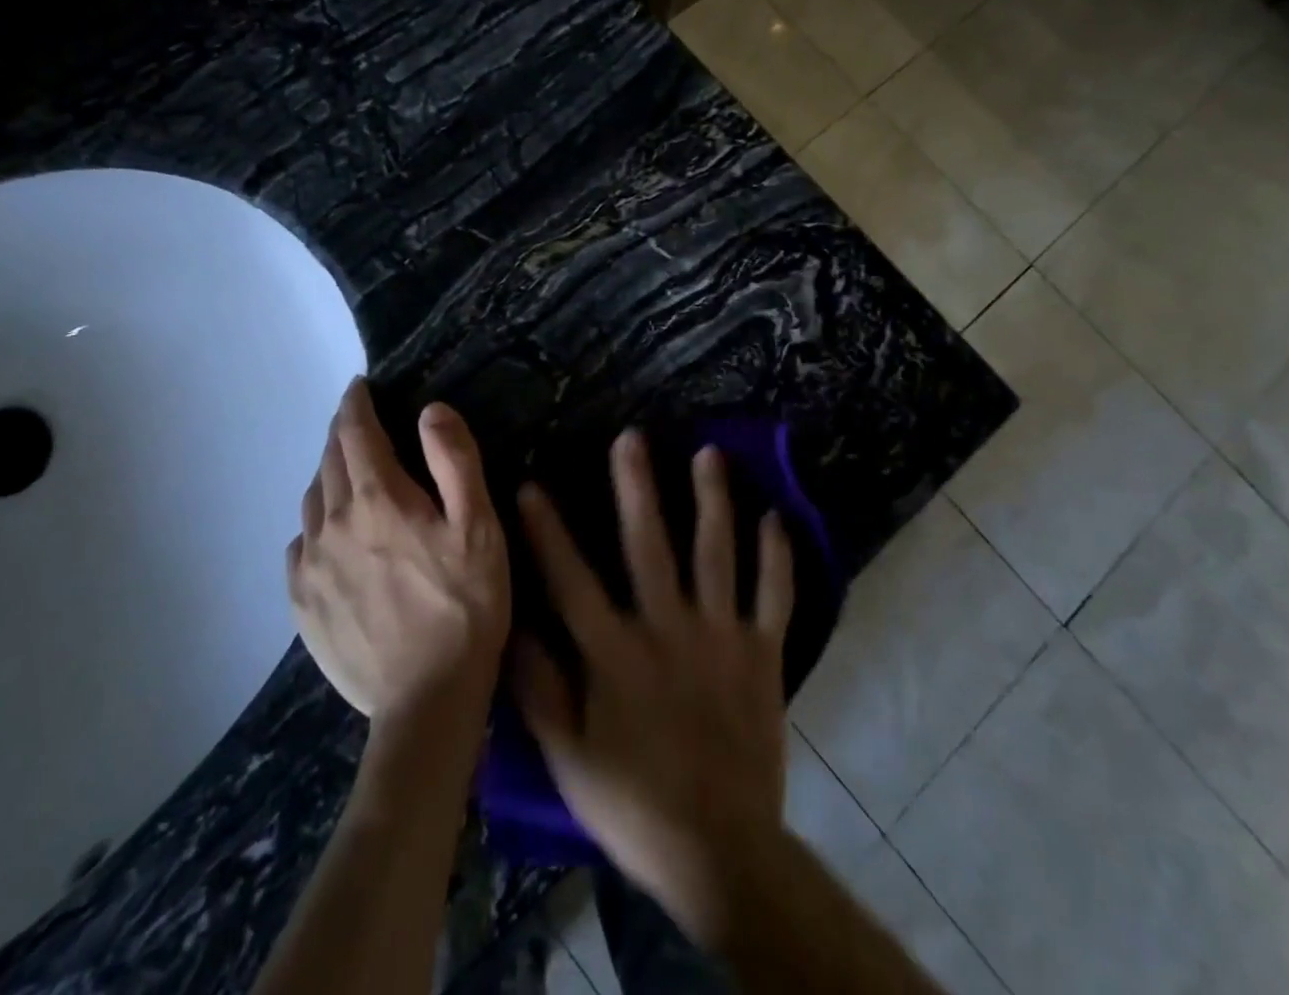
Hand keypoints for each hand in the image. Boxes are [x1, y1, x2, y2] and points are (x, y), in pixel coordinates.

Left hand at [287, 379, 509, 725]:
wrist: (426, 702)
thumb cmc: (465, 605)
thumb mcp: (480, 527)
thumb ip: (455, 461)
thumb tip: (430, 410)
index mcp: (378, 498)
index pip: (354, 432)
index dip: (356, 403)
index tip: (359, 387)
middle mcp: (332, 523)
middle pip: (329, 461)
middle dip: (343, 434)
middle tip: (360, 425)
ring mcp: (310, 566)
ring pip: (312, 500)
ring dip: (329, 476)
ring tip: (350, 475)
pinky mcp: (302, 604)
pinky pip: (300, 544)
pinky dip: (316, 524)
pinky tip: (332, 536)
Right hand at [512, 430, 794, 945]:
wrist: (720, 851)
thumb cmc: (633, 802)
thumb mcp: (568, 756)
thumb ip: (538, 688)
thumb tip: (511, 625)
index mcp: (615, 653)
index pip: (572, 579)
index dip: (548, 531)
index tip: (532, 485)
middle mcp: (667, 629)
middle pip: (650, 545)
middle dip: (638, 487)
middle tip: (632, 437)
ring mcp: (720, 636)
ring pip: (716, 554)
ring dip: (713, 500)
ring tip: (709, 454)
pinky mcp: (762, 653)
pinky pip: (773, 595)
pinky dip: (776, 556)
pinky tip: (775, 516)